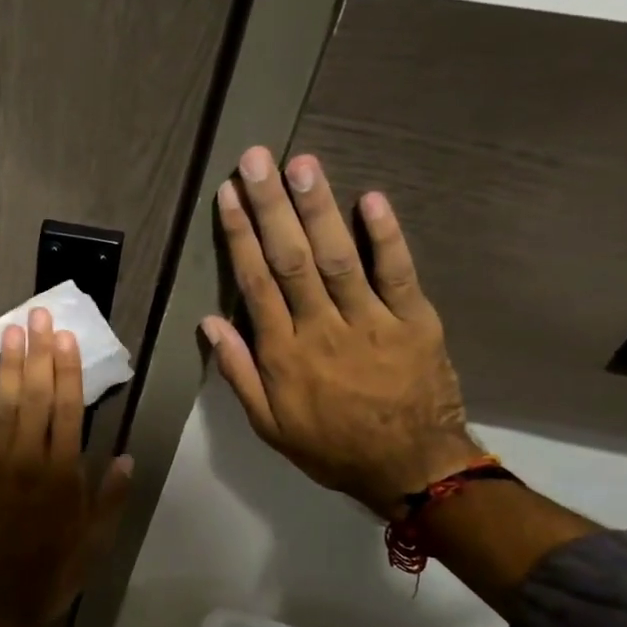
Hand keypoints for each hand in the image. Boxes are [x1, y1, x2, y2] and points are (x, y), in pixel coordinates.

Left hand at [0, 307, 132, 626]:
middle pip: (33, 396)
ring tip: (11, 329)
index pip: (67, 410)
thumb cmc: (50, 575)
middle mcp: (25, 460)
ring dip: (7, 365)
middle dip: (37, 352)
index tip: (67, 336)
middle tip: (38, 314)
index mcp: (61, 475)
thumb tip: (125, 457)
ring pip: (1, 405)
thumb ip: (108, 499)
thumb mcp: (93, 545)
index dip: (67, 370)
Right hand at [201, 147, 477, 518]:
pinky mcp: (415, 320)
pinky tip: (370, 198)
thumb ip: (239, 372)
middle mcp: (322, 329)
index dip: (240, 236)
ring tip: (302, 164)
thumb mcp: (269, 424)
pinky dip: (385, 235)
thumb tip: (211, 322)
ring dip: (318, 208)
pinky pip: (398, 273)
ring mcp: (371, 321)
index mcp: (284, 354)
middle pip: (291, 259)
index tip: (227, 196)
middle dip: (272, 206)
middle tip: (258, 159)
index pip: (255, 283)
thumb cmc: (330, 447)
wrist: (412, 468)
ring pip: (338, 257)